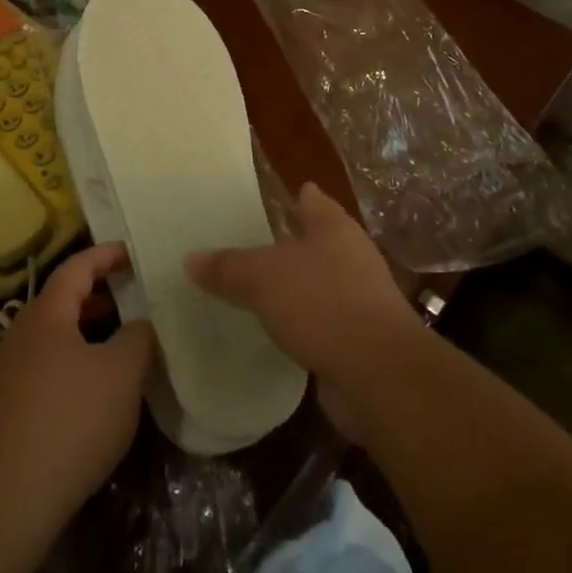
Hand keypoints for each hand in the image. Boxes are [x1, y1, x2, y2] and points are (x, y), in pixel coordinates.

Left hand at [0, 242, 153, 524]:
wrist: (5, 503)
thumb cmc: (71, 422)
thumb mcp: (122, 373)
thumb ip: (139, 336)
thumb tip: (142, 322)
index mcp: (46, 312)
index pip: (78, 266)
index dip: (108, 255)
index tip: (135, 253)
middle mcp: (23, 332)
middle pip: (64, 297)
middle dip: (101, 292)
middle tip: (136, 294)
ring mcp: (11, 370)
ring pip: (57, 334)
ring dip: (90, 329)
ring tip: (124, 340)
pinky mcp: (9, 406)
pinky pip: (50, 364)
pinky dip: (77, 359)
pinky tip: (98, 388)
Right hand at [186, 183, 418, 400]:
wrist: (380, 375)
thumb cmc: (322, 303)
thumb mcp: (263, 278)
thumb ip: (228, 267)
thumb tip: (190, 258)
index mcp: (334, 226)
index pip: (309, 199)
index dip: (288, 197)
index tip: (259, 201)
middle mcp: (351, 255)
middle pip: (314, 241)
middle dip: (285, 245)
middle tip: (244, 247)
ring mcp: (360, 299)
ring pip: (318, 284)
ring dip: (293, 289)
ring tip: (254, 292)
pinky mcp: (360, 340)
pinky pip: (321, 323)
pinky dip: (302, 326)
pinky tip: (276, 333)